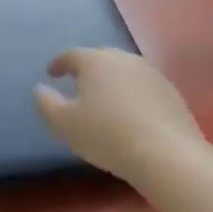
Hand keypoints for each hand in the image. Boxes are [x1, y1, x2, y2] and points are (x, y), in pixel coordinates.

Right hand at [34, 48, 204, 181]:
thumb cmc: (106, 135)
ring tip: (104, 99)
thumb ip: (46, 103)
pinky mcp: (172, 94)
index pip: (71, 55)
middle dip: (87, 68)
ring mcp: (152, 75)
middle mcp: (124, 60)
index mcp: (95, 61)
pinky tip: (130, 114)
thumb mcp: (64, 123)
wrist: (167, 156)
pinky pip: (143, 86)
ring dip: (112, 80)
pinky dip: (132, 94)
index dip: (58, 63)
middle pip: (100, 57)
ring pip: (124, 71)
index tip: (51, 73)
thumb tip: (40, 89)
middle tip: (78, 83)